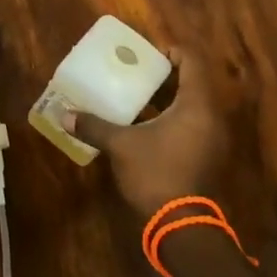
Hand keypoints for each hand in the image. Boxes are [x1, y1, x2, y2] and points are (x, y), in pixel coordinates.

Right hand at [71, 49, 231, 218]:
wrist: (180, 224)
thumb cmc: (156, 173)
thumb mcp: (121, 145)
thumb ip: (94, 126)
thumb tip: (64, 115)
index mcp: (197, 105)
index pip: (192, 62)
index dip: (172, 52)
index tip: (147, 54)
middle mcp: (211, 117)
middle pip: (193, 83)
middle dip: (165, 76)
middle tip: (136, 73)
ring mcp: (212, 139)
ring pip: (192, 106)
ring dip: (167, 99)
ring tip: (136, 96)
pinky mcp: (206, 156)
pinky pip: (191, 125)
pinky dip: (171, 118)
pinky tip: (144, 125)